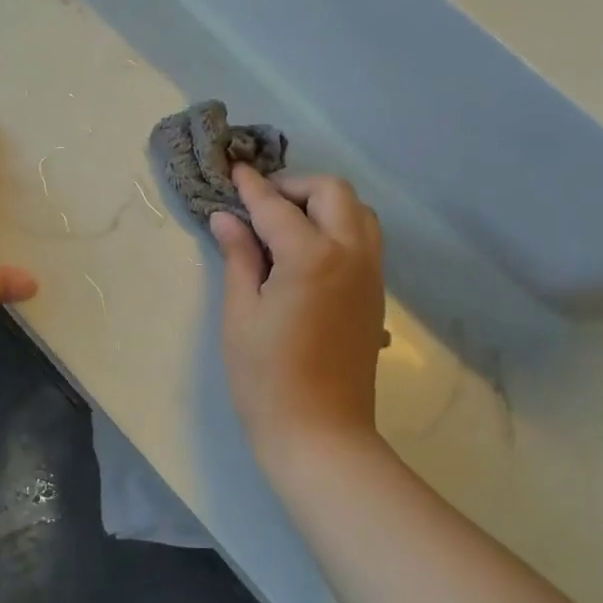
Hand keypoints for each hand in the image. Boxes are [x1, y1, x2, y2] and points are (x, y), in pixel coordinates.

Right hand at [210, 168, 385, 455]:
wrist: (321, 433)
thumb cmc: (267, 377)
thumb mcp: (241, 313)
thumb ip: (239, 257)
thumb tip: (227, 218)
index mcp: (312, 257)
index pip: (277, 206)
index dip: (252, 186)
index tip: (235, 168)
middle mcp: (351, 254)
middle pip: (333, 192)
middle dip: (296, 185)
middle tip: (262, 203)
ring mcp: (371, 274)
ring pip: (358, 212)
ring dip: (324, 204)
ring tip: (286, 224)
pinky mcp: (376, 294)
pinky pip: (365, 239)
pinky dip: (339, 227)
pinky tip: (307, 252)